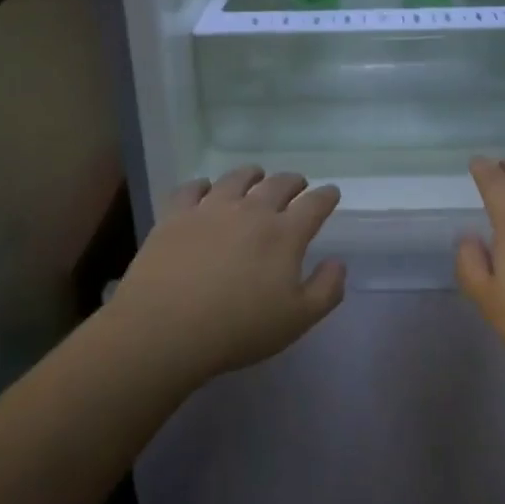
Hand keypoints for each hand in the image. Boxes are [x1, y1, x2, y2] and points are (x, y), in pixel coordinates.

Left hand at [107, 166, 345, 380]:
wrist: (166, 327)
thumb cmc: (239, 329)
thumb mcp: (298, 320)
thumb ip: (326, 289)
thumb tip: (337, 263)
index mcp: (284, 235)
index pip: (314, 205)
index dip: (326, 196)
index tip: (331, 193)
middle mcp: (251, 211)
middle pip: (278, 185)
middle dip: (293, 182)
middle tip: (297, 184)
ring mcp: (210, 209)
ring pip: (236, 178)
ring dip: (252, 174)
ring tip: (255, 175)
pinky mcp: (175, 215)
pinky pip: (192, 188)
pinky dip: (203, 184)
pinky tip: (204, 188)